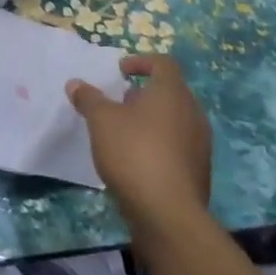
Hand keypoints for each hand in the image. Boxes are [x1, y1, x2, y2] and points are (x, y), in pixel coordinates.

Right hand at [67, 54, 211, 225]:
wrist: (168, 213)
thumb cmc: (134, 152)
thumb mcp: (101, 120)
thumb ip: (88, 98)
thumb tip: (76, 83)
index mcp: (172, 93)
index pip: (163, 63)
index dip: (141, 61)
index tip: (120, 71)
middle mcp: (192, 113)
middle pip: (170, 92)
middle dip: (143, 95)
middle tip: (118, 103)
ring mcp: (199, 144)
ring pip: (174, 121)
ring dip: (150, 121)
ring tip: (123, 133)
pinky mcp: (199, 171)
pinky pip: (177, 146)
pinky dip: (158, 145)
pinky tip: (136, 161)